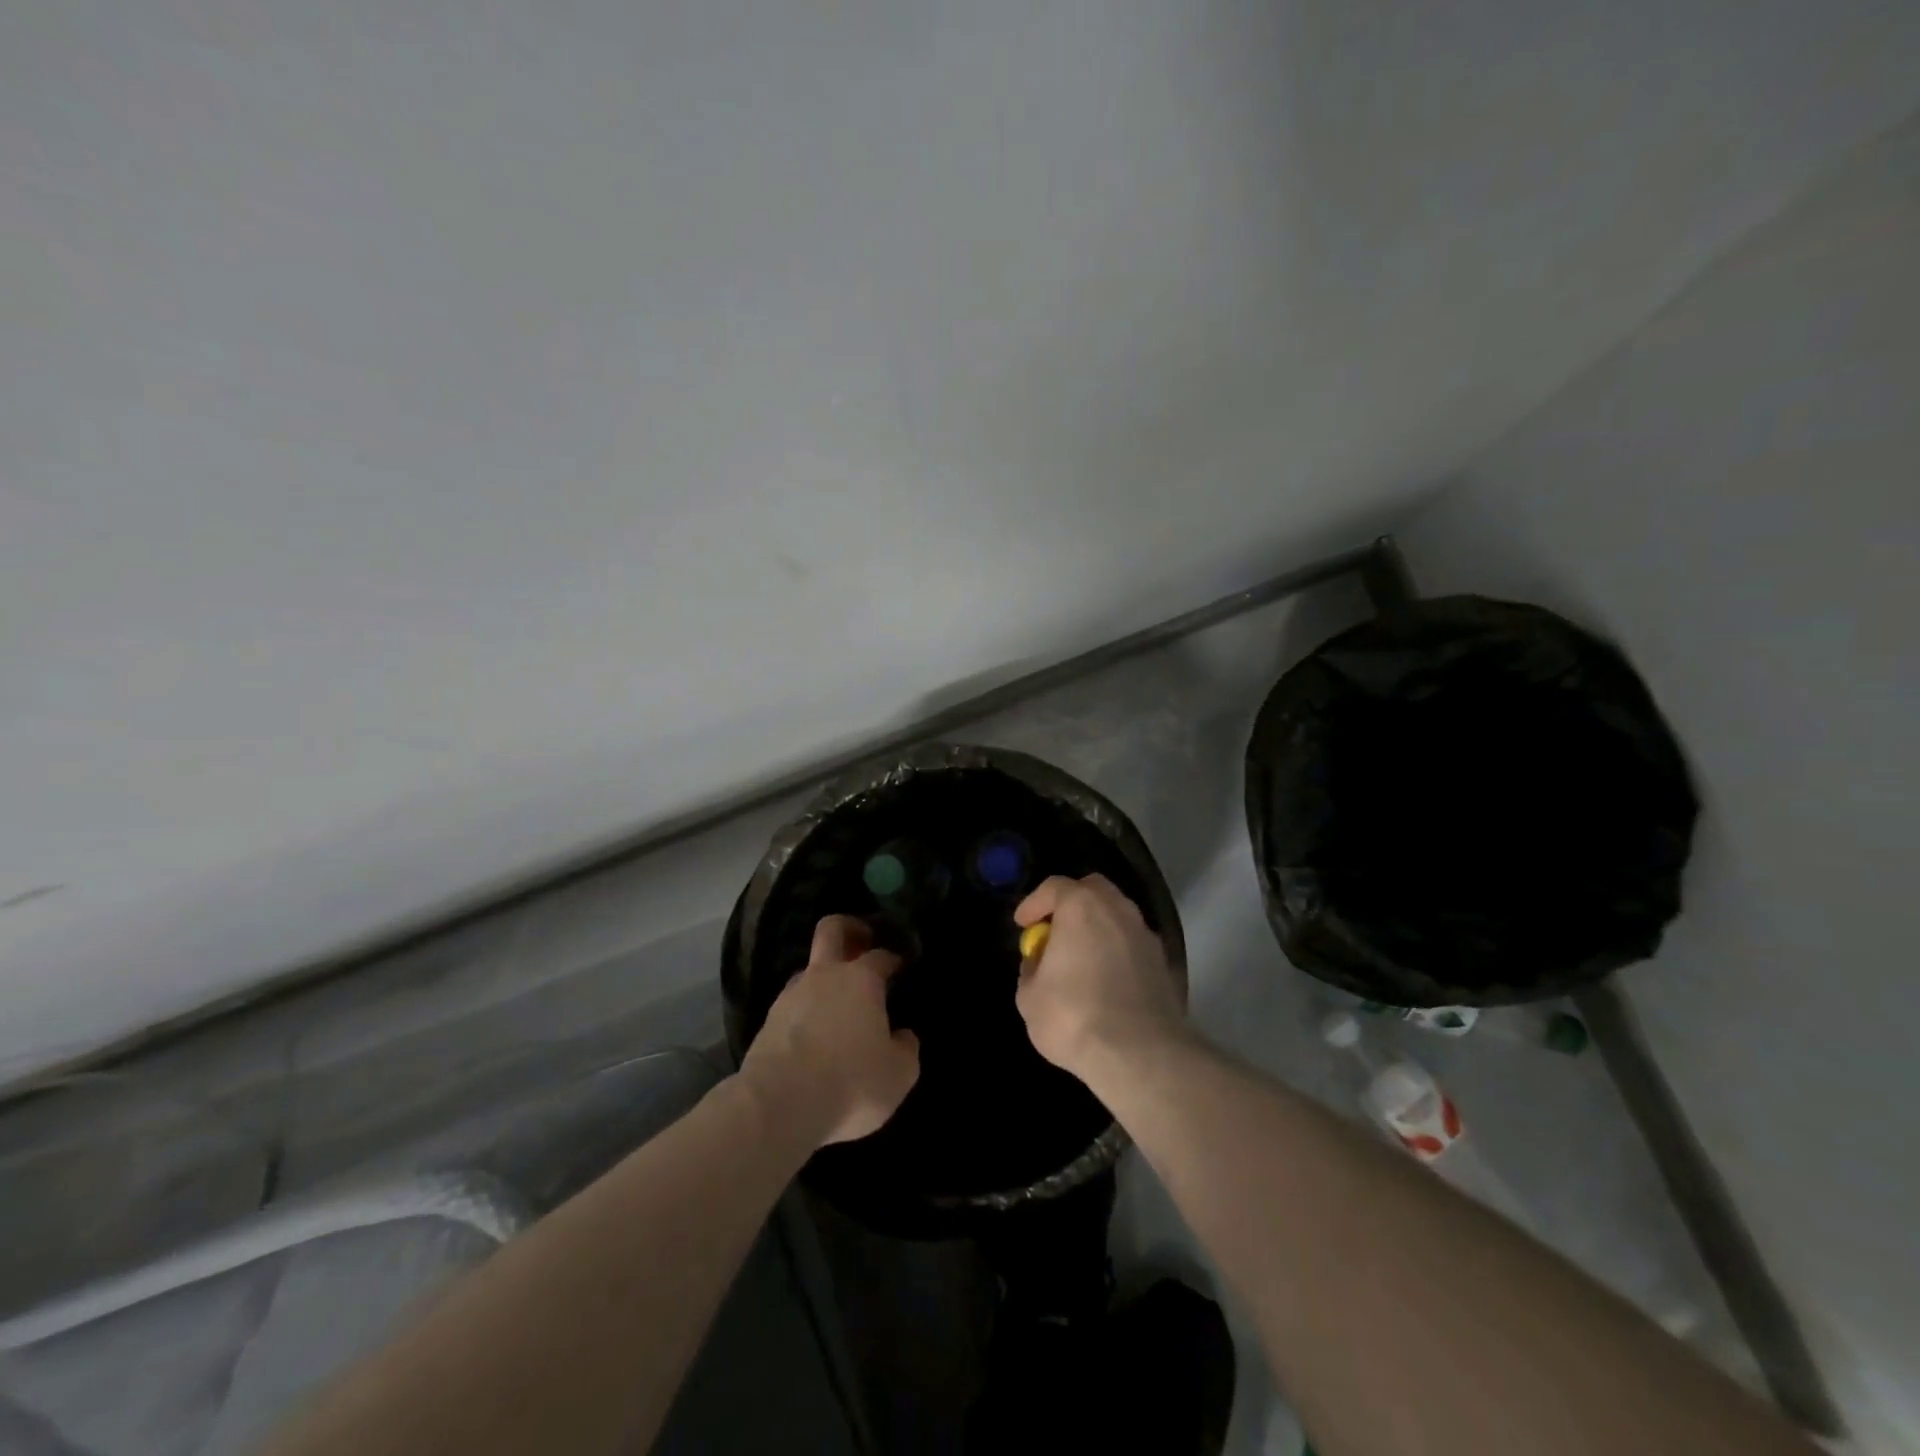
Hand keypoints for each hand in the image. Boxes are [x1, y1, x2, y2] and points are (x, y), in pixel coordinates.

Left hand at [741, 915, 920, 1148]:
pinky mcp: (768, 1020)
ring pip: (809, 968)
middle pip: (832, 929)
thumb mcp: (899, 1074)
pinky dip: (806, 1009)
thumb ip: (906, 1049)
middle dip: (849, 928)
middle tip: (863, 941)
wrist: (778, 1104)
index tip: (900, 966)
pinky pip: (793, 1002)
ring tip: (837, 1002)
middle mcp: (825, 976)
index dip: (893, 958)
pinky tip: (813, 1032)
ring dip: (824, 975)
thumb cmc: (850, 1082)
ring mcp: (791, 995)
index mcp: (862, 979)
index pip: (881, 955)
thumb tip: (902, 1036)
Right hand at [1014, 874, 1186, 1082]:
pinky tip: (1107, 981)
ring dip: (1098, 928)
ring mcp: (1147, 936)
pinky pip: (1134, 946)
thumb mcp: (1029, 998)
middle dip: (1071, 903)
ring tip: (1081, 958)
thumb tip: (1039, 963)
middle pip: (1093, 890)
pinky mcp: (1165, 964)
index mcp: (1082, 907)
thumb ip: (1031, 971)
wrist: (1140, 1055)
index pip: (1054, 887)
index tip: (1023, 924)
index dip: (1034, 903)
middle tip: (1055, 931)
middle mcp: (1118, 910)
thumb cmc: (1073, 1017)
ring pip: (1118, 916)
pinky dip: (1118, 953)